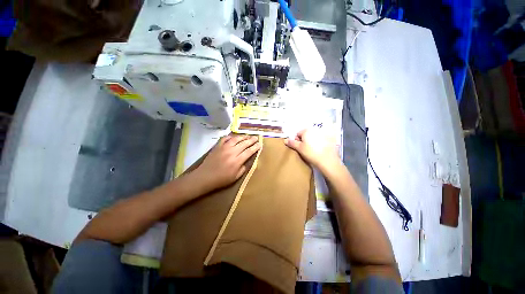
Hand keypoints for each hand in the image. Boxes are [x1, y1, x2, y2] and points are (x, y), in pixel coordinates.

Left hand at [193, 135, 260, 191]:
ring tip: (248, 135)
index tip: (260, 144)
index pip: (249, 151)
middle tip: (256, 137)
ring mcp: (224, 148)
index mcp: (237, 161)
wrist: (205, 177)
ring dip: (243, 136)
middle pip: (244, 143)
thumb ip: (243, 168)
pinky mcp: (218, 146)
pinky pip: (225, 138)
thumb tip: (246, 161)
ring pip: (236, 139)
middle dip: (252, 140)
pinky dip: (231, 136)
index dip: (255, 147)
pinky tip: (234, 136)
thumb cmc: (221, 179)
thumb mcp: (235, 177)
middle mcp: (232, 152)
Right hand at [284, 128, 341, 171]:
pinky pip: (321, 140)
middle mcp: (315, 130)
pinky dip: (319, 143)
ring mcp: (323, 134)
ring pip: (313, 137)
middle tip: (305, 149)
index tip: (299, 147)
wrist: (328, 161)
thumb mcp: (299, 149)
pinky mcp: (330, 139)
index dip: (296, 140)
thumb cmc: (311, 153)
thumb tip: (285, 140)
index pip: (298, 133)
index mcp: (307, 131)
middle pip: (306, 134)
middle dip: (304, 141)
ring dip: (311, 142)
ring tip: (312, 151)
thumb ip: (292, 143)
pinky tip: (320, 150)